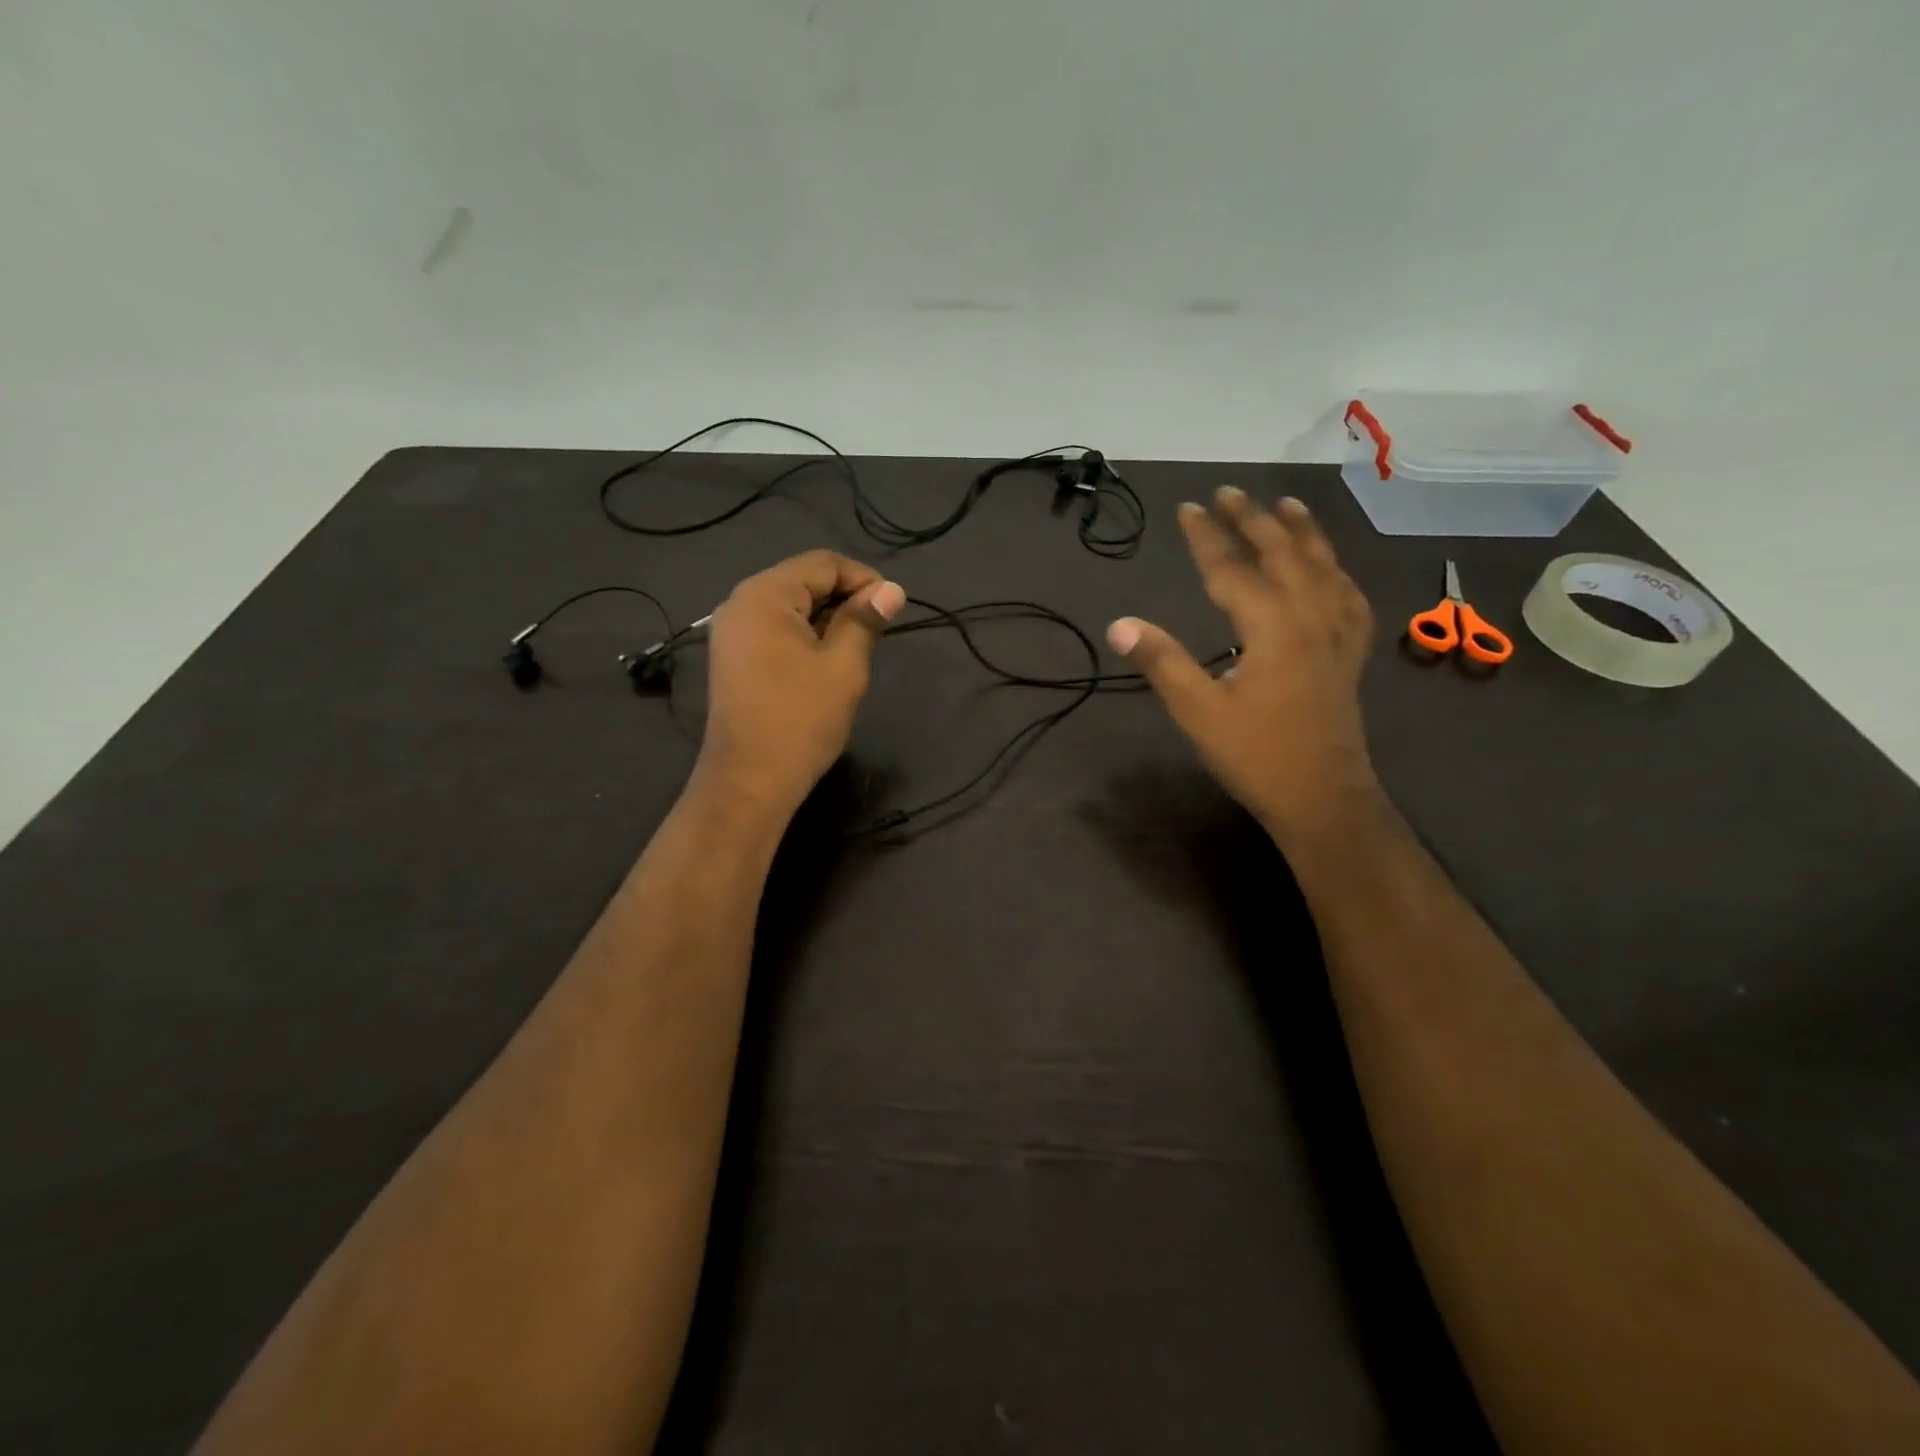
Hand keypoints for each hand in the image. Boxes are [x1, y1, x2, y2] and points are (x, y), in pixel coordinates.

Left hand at [694, 550, 905, 820]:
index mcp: (764, 595)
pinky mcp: (734, 658)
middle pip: (803, 580)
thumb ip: (865, 620)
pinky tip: (826, 662)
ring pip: (791, 606)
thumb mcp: (843, 665)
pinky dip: (806, 636)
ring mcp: (732, 632)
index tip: (892, 609)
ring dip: (827, 619)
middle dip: (845, 599)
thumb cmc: (801, 719)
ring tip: (856, 649)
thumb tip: (891, 590)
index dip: (864, 579)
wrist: (750, 781)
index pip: (823, 563)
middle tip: (877, 632)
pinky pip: (776, 630)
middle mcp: (741, 603)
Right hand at [1108, 487, 1380, 847]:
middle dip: (1253, 519)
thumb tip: (1120, 624)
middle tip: (1228, 492)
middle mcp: (1310, 616)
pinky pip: (1348, 595)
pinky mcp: (1350, 652)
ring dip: (1302, 531)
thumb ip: (1162, 662)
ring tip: (1287, 505)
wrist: (1322, 797)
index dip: (1207, 536)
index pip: (1232, 567)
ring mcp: (1337, 632)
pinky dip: (1336, 569)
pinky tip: (1331, 567)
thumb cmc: (1256, 755)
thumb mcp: (1198, 712)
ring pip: (1323, 565)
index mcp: (1271, 626)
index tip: (1188, 508)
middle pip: (1282, 553)